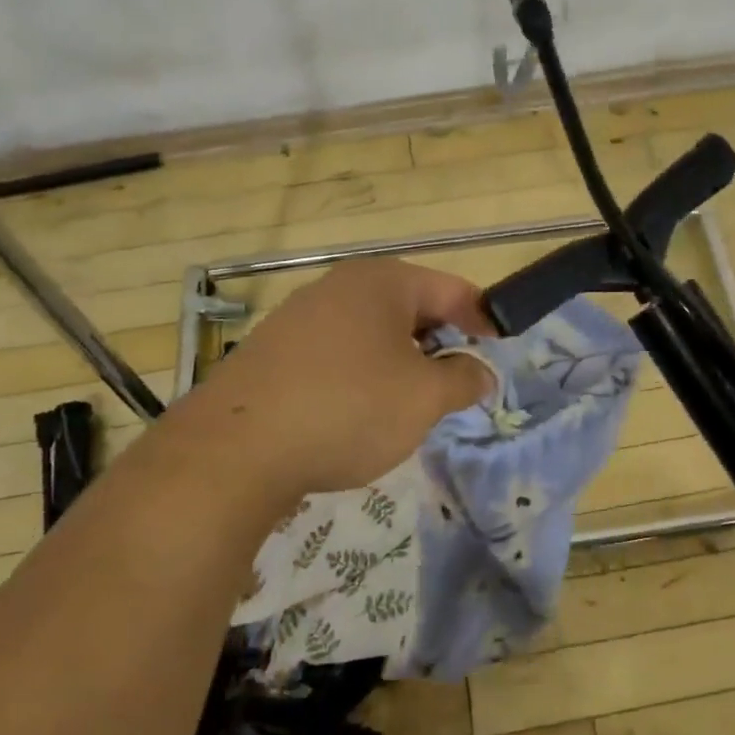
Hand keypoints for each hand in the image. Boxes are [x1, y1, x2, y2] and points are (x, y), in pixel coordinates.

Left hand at [175, 259, 494, 500]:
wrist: (234, 452)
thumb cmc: (348, 409)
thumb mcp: (424, 398)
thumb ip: (463, 379)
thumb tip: (479, 373)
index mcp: (381, 282)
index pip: (450, 289)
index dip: (482, 318)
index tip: (499, 349)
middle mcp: (337, 287)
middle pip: (408, 307)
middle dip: (439, 342)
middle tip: (457, 381)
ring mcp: (298, 318)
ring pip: (370, 333)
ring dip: (400, 361)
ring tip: (410, 402)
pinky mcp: (271, 353)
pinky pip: (335, 354)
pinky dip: (360, 375)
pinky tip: (357, 414)